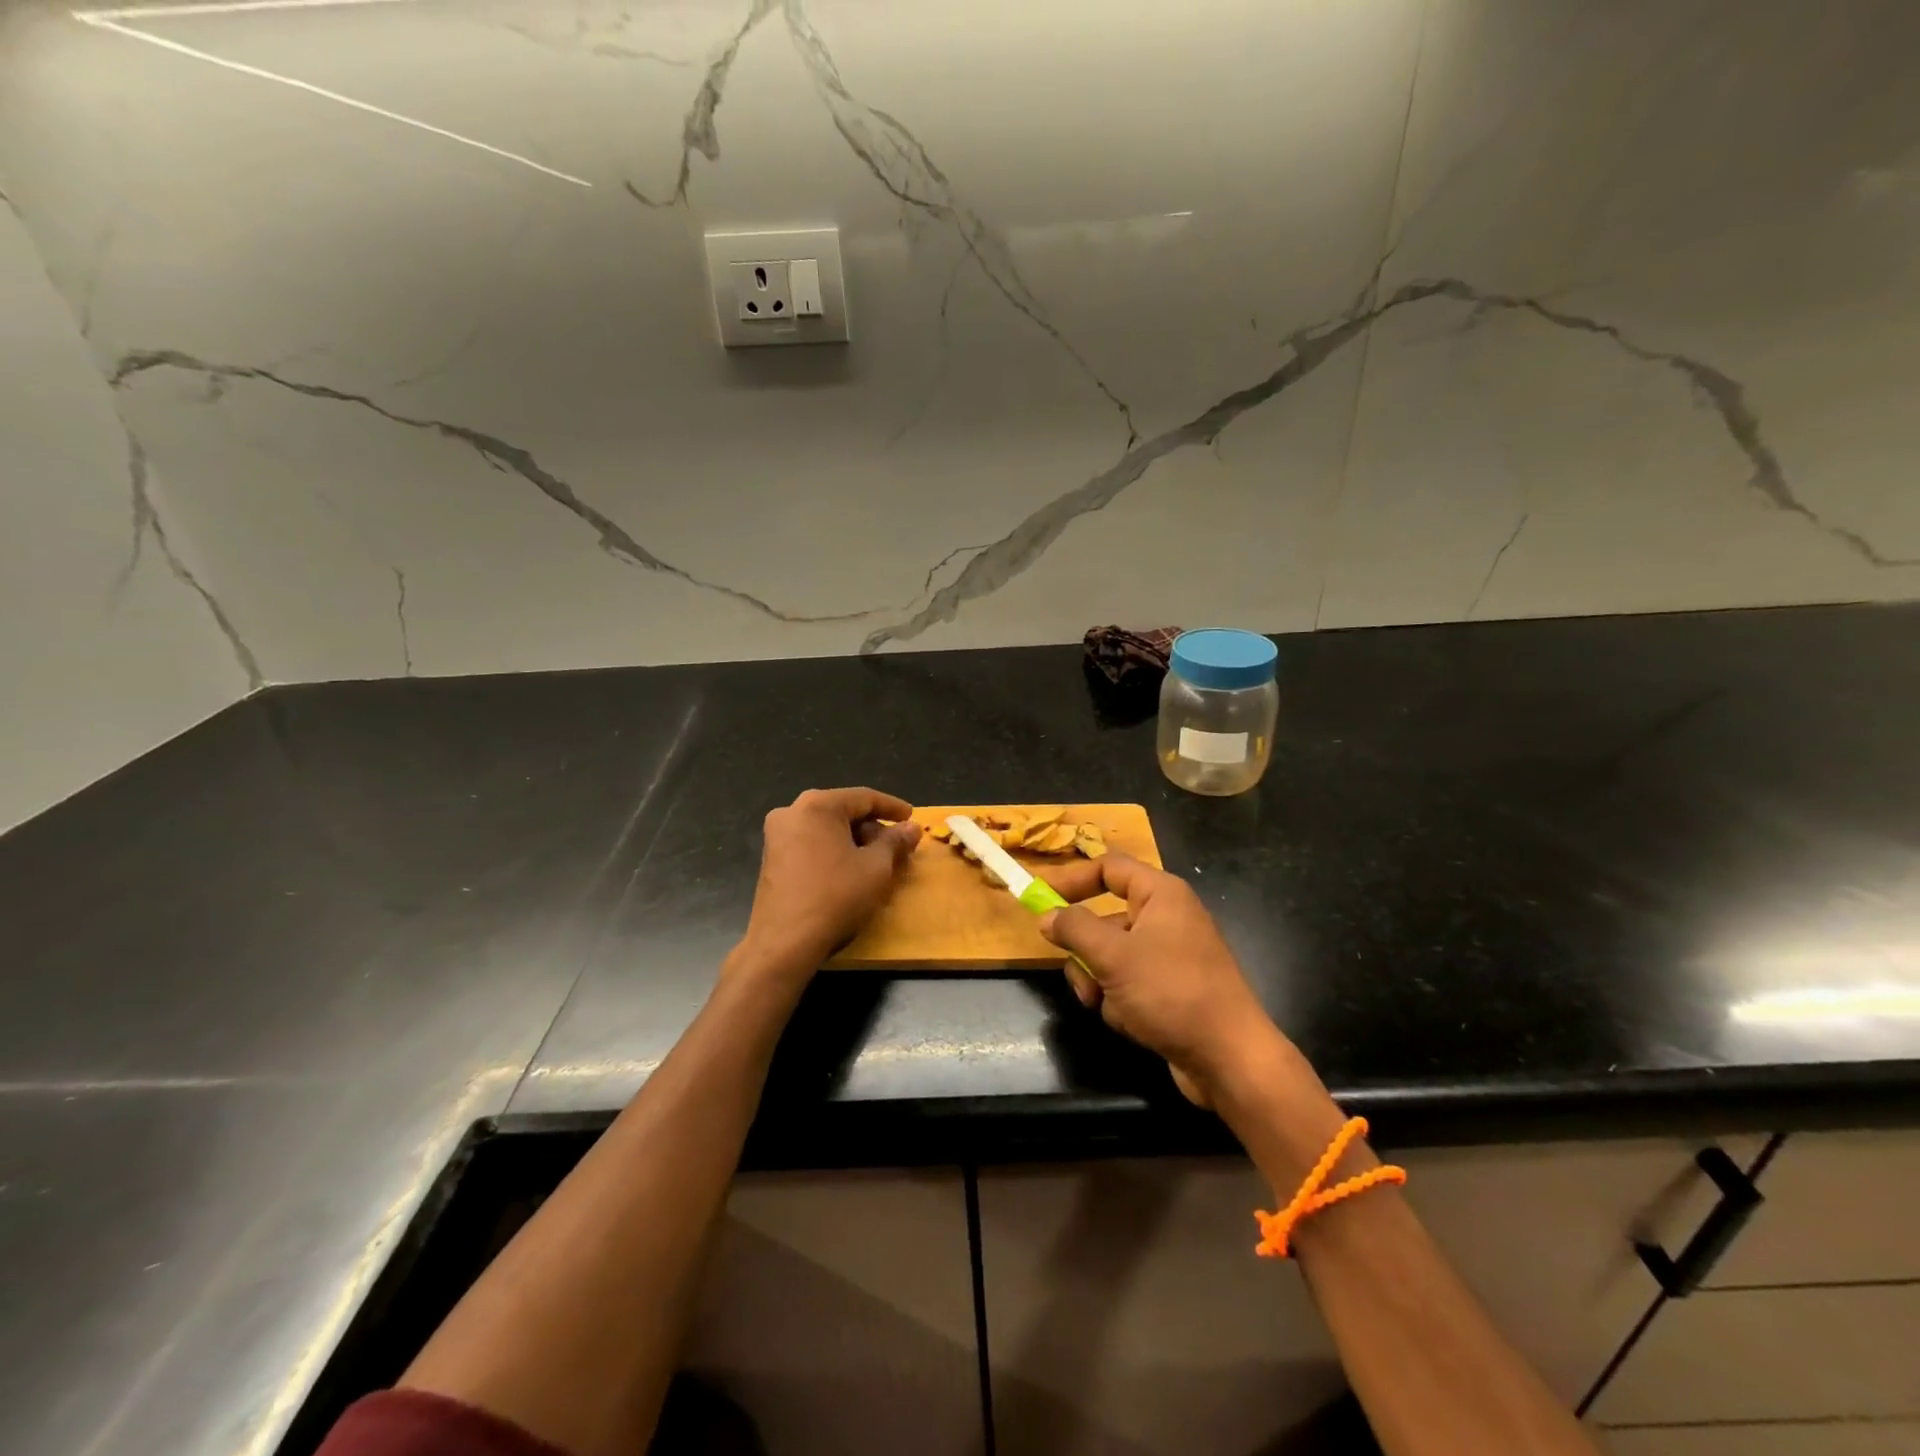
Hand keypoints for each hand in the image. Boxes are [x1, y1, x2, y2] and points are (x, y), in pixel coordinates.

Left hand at [736, 787, 921, 981]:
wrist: (785, 943)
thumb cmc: (836, 897)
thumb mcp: (876, 868)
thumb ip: (895, 842)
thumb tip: (911, 828)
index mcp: (817, 805)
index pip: (864, 797)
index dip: (893, 808)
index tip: (912, 818)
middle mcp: (792, 812)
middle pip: (843, 811)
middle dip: (873, 827)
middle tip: (897, 845)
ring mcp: (777, 836)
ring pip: (826, 829)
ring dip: (854, 841)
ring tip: (878, 860)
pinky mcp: (771, 859)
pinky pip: (811, 844)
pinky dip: (834, 851)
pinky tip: (850, 870)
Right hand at [1037, 854, 1282, 1106]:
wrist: (1229, 1059)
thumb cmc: (1171, 992)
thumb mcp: (1114, 956)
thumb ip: (1075, 929)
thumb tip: (1047, 915)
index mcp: (1161, 895)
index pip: (1109, 868)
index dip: (1072, 878)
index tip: (1038, 895)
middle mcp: (1166, 918)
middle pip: (1105, 917)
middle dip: (1086, 949)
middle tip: (1074, 967)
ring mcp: (1169, 956)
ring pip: (1111, 956)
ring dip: (1099, 980)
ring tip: (1104, 1002)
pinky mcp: (1169, 990)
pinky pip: (1127, 983)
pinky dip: (1120, 1001)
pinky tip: (1130, 1022)